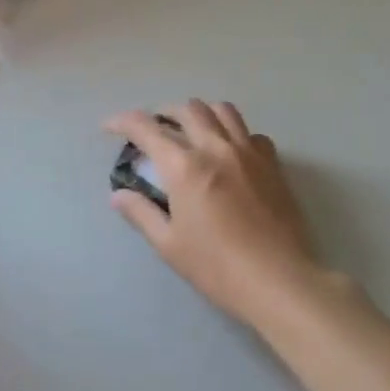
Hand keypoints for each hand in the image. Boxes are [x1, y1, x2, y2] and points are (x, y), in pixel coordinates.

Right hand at [103, 101, 323, 326]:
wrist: (279, 281)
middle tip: (152, 130)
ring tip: (190, 130)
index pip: (146, 128)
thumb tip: (119, 195)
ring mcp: (249, 153)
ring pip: (223, 110)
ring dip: (200, 113)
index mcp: (185, 167)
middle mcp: (217, 148)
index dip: (123, 121)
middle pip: (188, 109)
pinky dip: (233, 133)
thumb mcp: (169, 244)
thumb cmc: (217, 267)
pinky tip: (229, 152)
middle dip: (163, 113)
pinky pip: (251, 133)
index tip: (110, 126)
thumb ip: (141, 213)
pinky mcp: (273, 165)